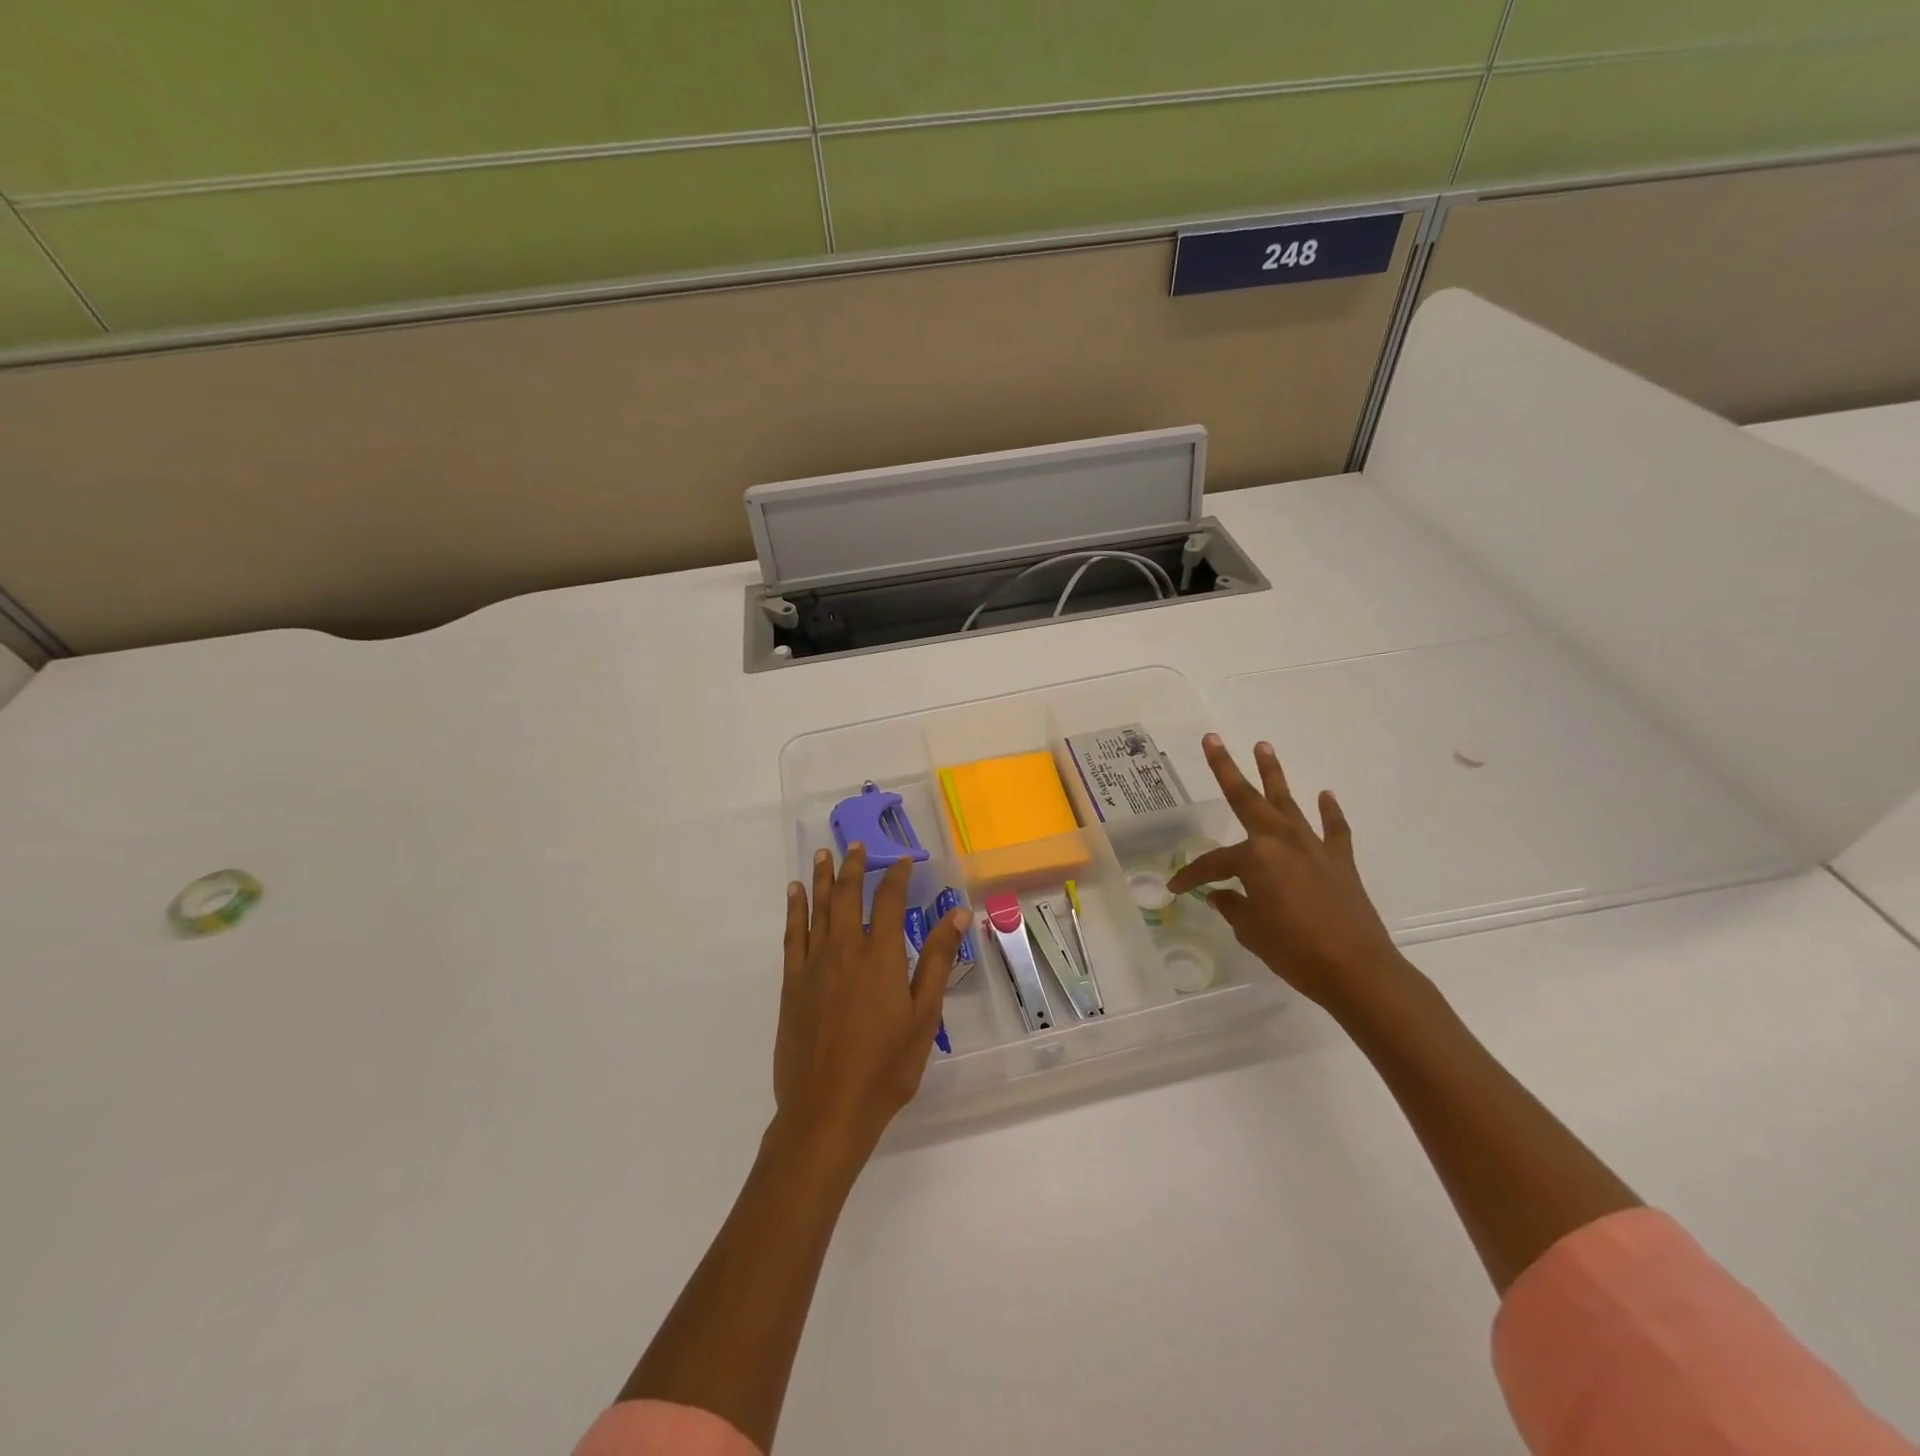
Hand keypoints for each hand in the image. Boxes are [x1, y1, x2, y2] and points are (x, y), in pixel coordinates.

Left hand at [773, 845, 969, 1164]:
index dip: (896, 876)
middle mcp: (845, 949)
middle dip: (853, 866)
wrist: (828, 1109)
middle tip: (856, 844)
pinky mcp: (793, 983)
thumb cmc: (886, 1066)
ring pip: (817, 908)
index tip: (903, 860)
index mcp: (880, 955)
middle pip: (847, 895)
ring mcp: (814, 964)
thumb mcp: (923, 1015)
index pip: (888, 900)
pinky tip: (794, 894)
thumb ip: (936, 960)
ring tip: (823, 853)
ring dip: (821, 878)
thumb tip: (957, 914)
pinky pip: (793, 934)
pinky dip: (794, 909)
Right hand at [1167, 736, 1409, 1013]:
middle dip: (1227, 768)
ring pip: (1288, 802)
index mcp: (1254, 857)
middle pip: (1247, 799)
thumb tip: (1222, 896)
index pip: (1213, 863)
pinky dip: (1330, 812)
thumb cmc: (1293, 949)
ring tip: (1263, 746)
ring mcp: (1313, 847)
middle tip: (1213, 739)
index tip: (1176, 889)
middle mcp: (1281, 840)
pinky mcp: (1340, 861)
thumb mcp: (1251, 930)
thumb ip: (1233, 906)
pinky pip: (1333, 829)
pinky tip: (1325, 795)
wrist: (1357, 970)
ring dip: (1274, 774)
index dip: (1191, 876)